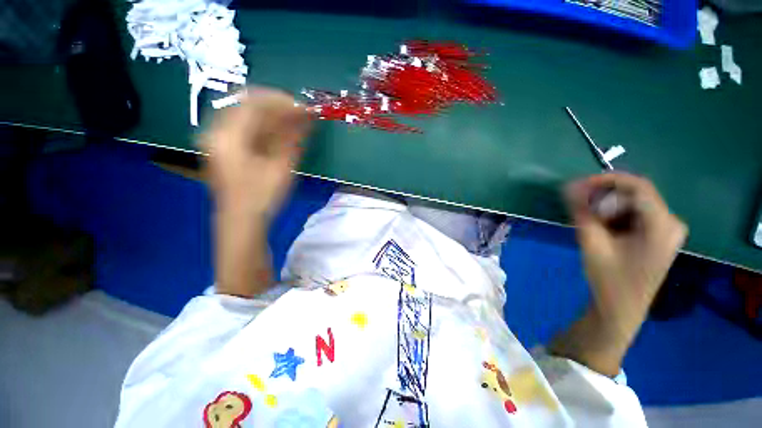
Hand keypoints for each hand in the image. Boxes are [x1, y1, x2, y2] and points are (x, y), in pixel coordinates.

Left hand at [202, 87, 310, 215]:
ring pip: (246, 114)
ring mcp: (217, 138)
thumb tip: (307, 115)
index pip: (254, 102)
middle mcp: (216, 131)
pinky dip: (263, 126)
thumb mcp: (281, 166)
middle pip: (247, 104)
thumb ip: (293, 137)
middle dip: (276, 107)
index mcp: (228, 135)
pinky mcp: (223, 147)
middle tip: (299, 115)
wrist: (241, 221)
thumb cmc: (262, 196)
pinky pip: (244, 126)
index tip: (303, 107)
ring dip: (271, 116)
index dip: (281, 101)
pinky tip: (279, 132)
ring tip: (293, 123)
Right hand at [551, 173, 686, 375]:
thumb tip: (569, 186)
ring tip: (587, 221)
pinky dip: (613, 216)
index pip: (638, 186)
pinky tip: (600, 229)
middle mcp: (671, 222)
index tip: (578, 185)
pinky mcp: (658, 235)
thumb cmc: (609, 280)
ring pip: (633, 203)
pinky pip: (634, 214)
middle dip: (604, 196)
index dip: (606, 180)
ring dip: (607, 207)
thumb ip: (581, 212)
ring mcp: (667, 229)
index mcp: (663, 225)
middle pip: (636, 194)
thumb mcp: (592, 243)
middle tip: (578, 206)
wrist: (621, 309)